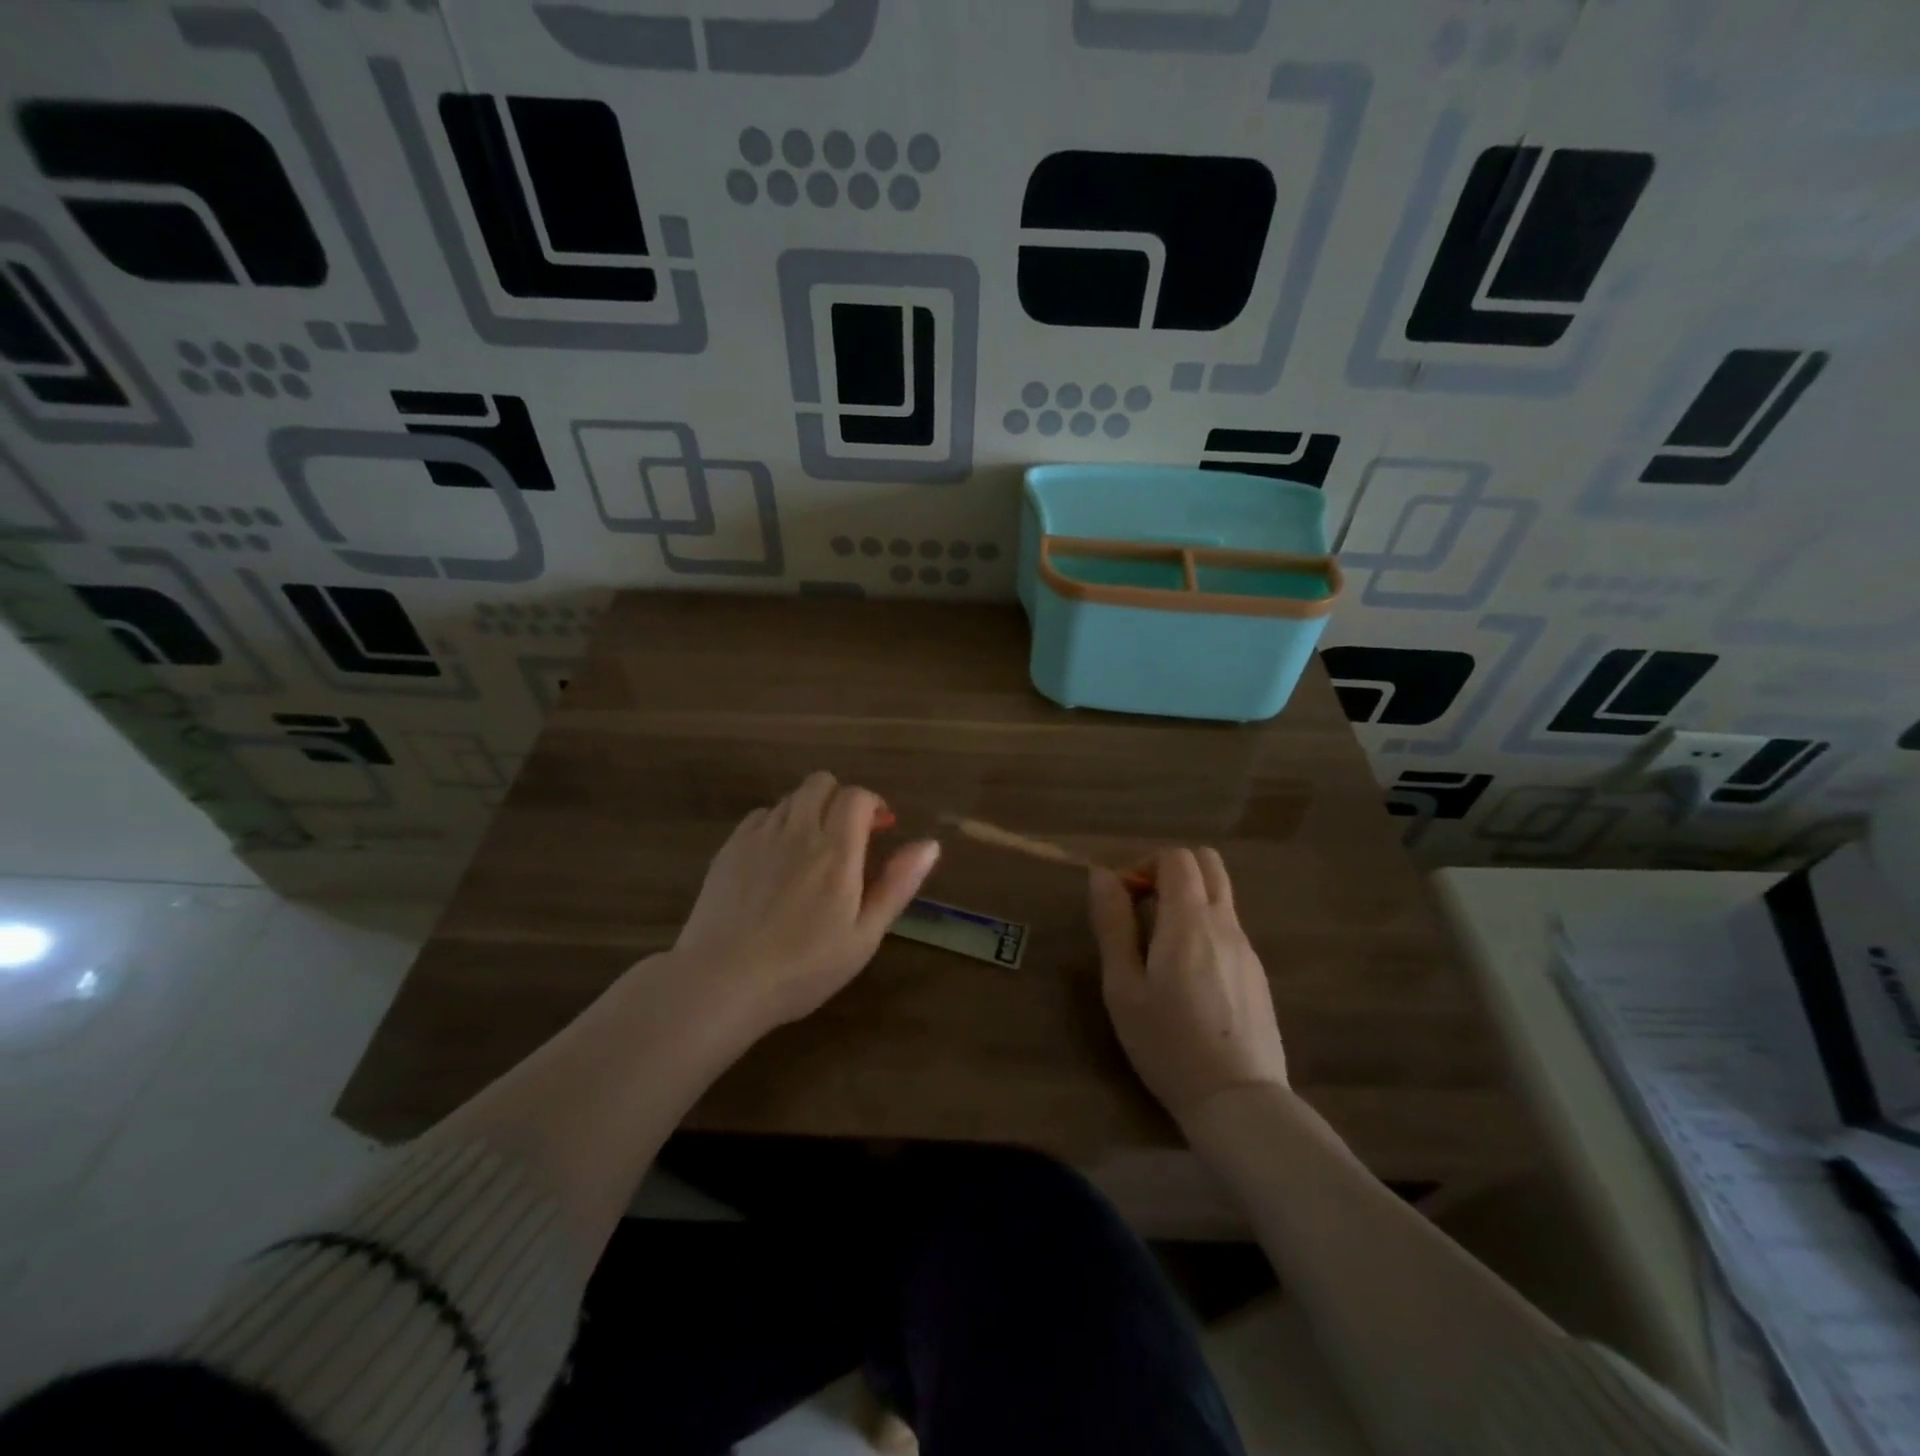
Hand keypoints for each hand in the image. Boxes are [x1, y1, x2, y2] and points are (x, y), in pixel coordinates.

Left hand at [671, 771, 940, 1031]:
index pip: (857, 796)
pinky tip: (777, 860)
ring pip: (790, 798)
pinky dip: (777, 824)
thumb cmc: (803, 968)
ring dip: (809, 811)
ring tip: (812, 852)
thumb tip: (930, 844)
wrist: (721, 983)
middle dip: (840, 798)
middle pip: (821, 783)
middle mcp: (797, 831)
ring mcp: (759, 837)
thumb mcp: (863, 936)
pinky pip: (761, 815)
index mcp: (836, 851)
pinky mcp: (730, 848)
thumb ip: (897, 884)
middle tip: (848, 836)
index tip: (880, 829)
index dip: (873, 804)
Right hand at [1089, 848, 1287, 1125]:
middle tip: (1142, 909)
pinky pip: (1229, 927)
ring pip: (1220, 895)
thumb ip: (1113, 925)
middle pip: (1207, 863)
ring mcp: (1246, 948)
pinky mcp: (1257, 973)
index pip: (1176, 857)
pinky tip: (1188, 977)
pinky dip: (1204, 927)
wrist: (1237, 1100)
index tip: (1123, 900)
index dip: (1144, 865)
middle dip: (1170, 871)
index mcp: (1189, 921)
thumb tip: (1103, 875)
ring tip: (1160, 946)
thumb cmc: (1167, 1044)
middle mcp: (1224, 923)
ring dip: (1188, 899)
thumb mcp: (1123, 987)